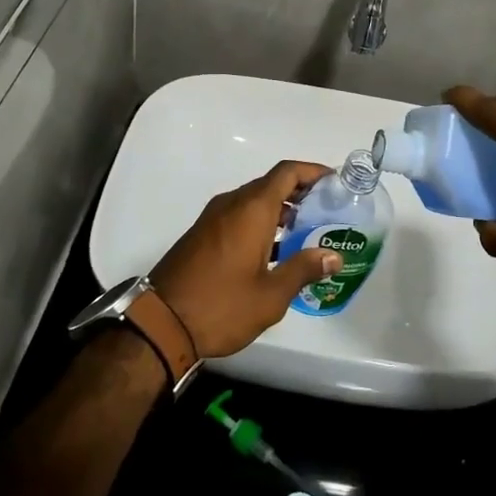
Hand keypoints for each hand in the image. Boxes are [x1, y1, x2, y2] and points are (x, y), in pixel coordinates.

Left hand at [151, 161, 341, 358]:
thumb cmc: (221, 306)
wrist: (160, 323)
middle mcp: (232, 204)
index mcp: (251, 209)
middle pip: (271, 184)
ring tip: (306, 232)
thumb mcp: (270, 295)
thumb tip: (333, 256)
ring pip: (253, 200)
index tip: (334, 182)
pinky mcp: (202, 234)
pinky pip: (238, 215)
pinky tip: (274, 250)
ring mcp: (213, 218)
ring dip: (279, 209)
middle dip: (300, 192)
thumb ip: (303, 270)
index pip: (287, 172)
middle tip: (327, 211)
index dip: (312, 171)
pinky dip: (260, 221)